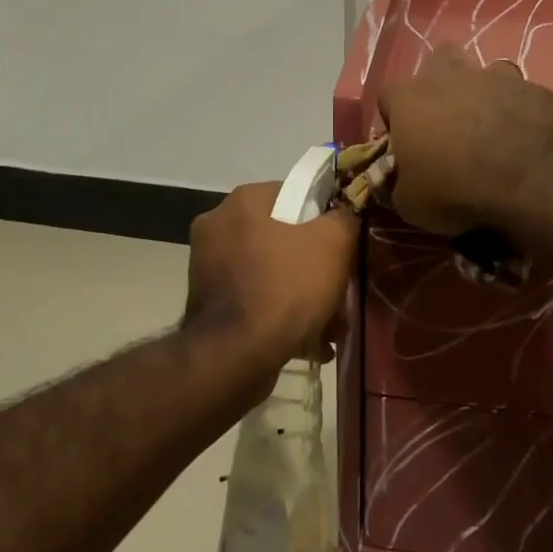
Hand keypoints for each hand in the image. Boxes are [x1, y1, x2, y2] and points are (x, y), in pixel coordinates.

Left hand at [186, 182, 358, 366]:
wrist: (234, 357)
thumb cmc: (286, 287)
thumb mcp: (333, 243)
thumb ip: (344, 218)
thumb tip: (344, 214)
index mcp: (243, 201)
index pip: (294, 194)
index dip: (324, 218)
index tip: (343, 245)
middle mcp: (218, 226)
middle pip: (283, 238)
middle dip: (315, 266)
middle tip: (340, 290)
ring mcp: (208, 267)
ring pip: (270, 273)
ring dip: (302, 296)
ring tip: (330, 325)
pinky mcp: (207, 305)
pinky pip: (254, 301)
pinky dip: (280, 316)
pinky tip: (308, 342)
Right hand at [378, 45, 552, 235]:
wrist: (533, 179)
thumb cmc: (456, 188)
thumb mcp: (411, 204)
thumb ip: (402, 185)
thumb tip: (404, 184)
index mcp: (410, 98)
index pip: (388, 96)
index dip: (395, 119)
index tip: (406, 144)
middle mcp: (451, 76)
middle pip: (440, 62)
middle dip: (442, 84)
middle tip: (449, 122)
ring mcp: (498, 77)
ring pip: (487, 74)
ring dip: (486, 95)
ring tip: (494, 131)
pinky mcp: (539, 88)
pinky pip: (524, 97)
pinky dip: (522, 114)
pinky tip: (528, 141)